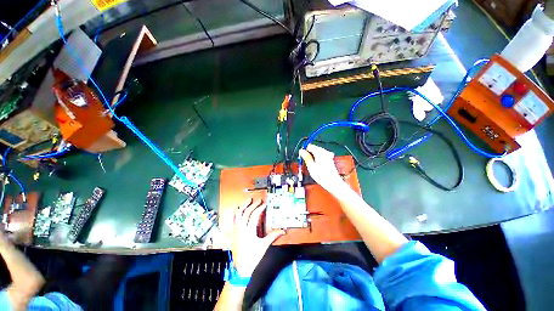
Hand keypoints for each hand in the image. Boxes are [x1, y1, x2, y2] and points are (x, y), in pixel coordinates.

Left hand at [230, 199, 284, 276]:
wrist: (240, 269)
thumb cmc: (253, 257)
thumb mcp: (264, 246)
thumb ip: (273, 236)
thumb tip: (283, 230)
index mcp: (249, 231)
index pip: (254, 215)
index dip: (260, 208)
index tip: (264, 204)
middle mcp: (241, 228)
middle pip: (246, 212)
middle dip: (253, 204)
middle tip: (258, 200)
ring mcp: (235, 230)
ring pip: (237, 214)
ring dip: (243, 205)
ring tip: (248, 200)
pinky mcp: (233, 232)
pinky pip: (233, 219)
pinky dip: (236, 212)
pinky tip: (239, 209)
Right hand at [300, 144, 347, 193]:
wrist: (333, 183)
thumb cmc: (321, 175)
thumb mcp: (311, 166)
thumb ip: (306, 157)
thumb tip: (301, 151)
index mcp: (320, 152)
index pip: (310, 146)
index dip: (304, 150)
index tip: (302, 156)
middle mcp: (325, 152)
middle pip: (314, 149)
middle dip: (309, 154)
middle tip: (306, 162)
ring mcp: (328, 155)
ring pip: (317, 153)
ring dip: (313, 157)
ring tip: (311, 166)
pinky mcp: (329, 159)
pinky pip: (321, 156)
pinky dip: (317, 159)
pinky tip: (316, 166)